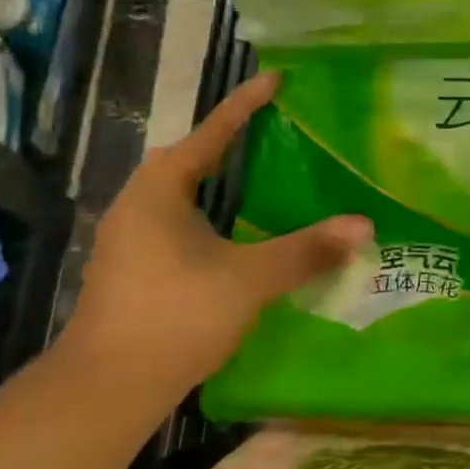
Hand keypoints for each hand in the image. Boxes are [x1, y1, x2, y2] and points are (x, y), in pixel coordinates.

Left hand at [59, 71, 372, 410]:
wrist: (105, 390)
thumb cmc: (176, 316)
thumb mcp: (249, 278)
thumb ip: (307, 249)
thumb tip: (364, 225)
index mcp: (160, 190)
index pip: (211, 133)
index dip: (245, 105)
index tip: (275, 78)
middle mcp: (138, 204)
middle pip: (188, 159)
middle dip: (227, 141)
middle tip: (271, 131)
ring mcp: (128, 239)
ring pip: (179, 193)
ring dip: (215, 180)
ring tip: (257, 176)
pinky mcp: (131, 269)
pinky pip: (175, 221)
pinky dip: (207, 212)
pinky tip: (232, 234)